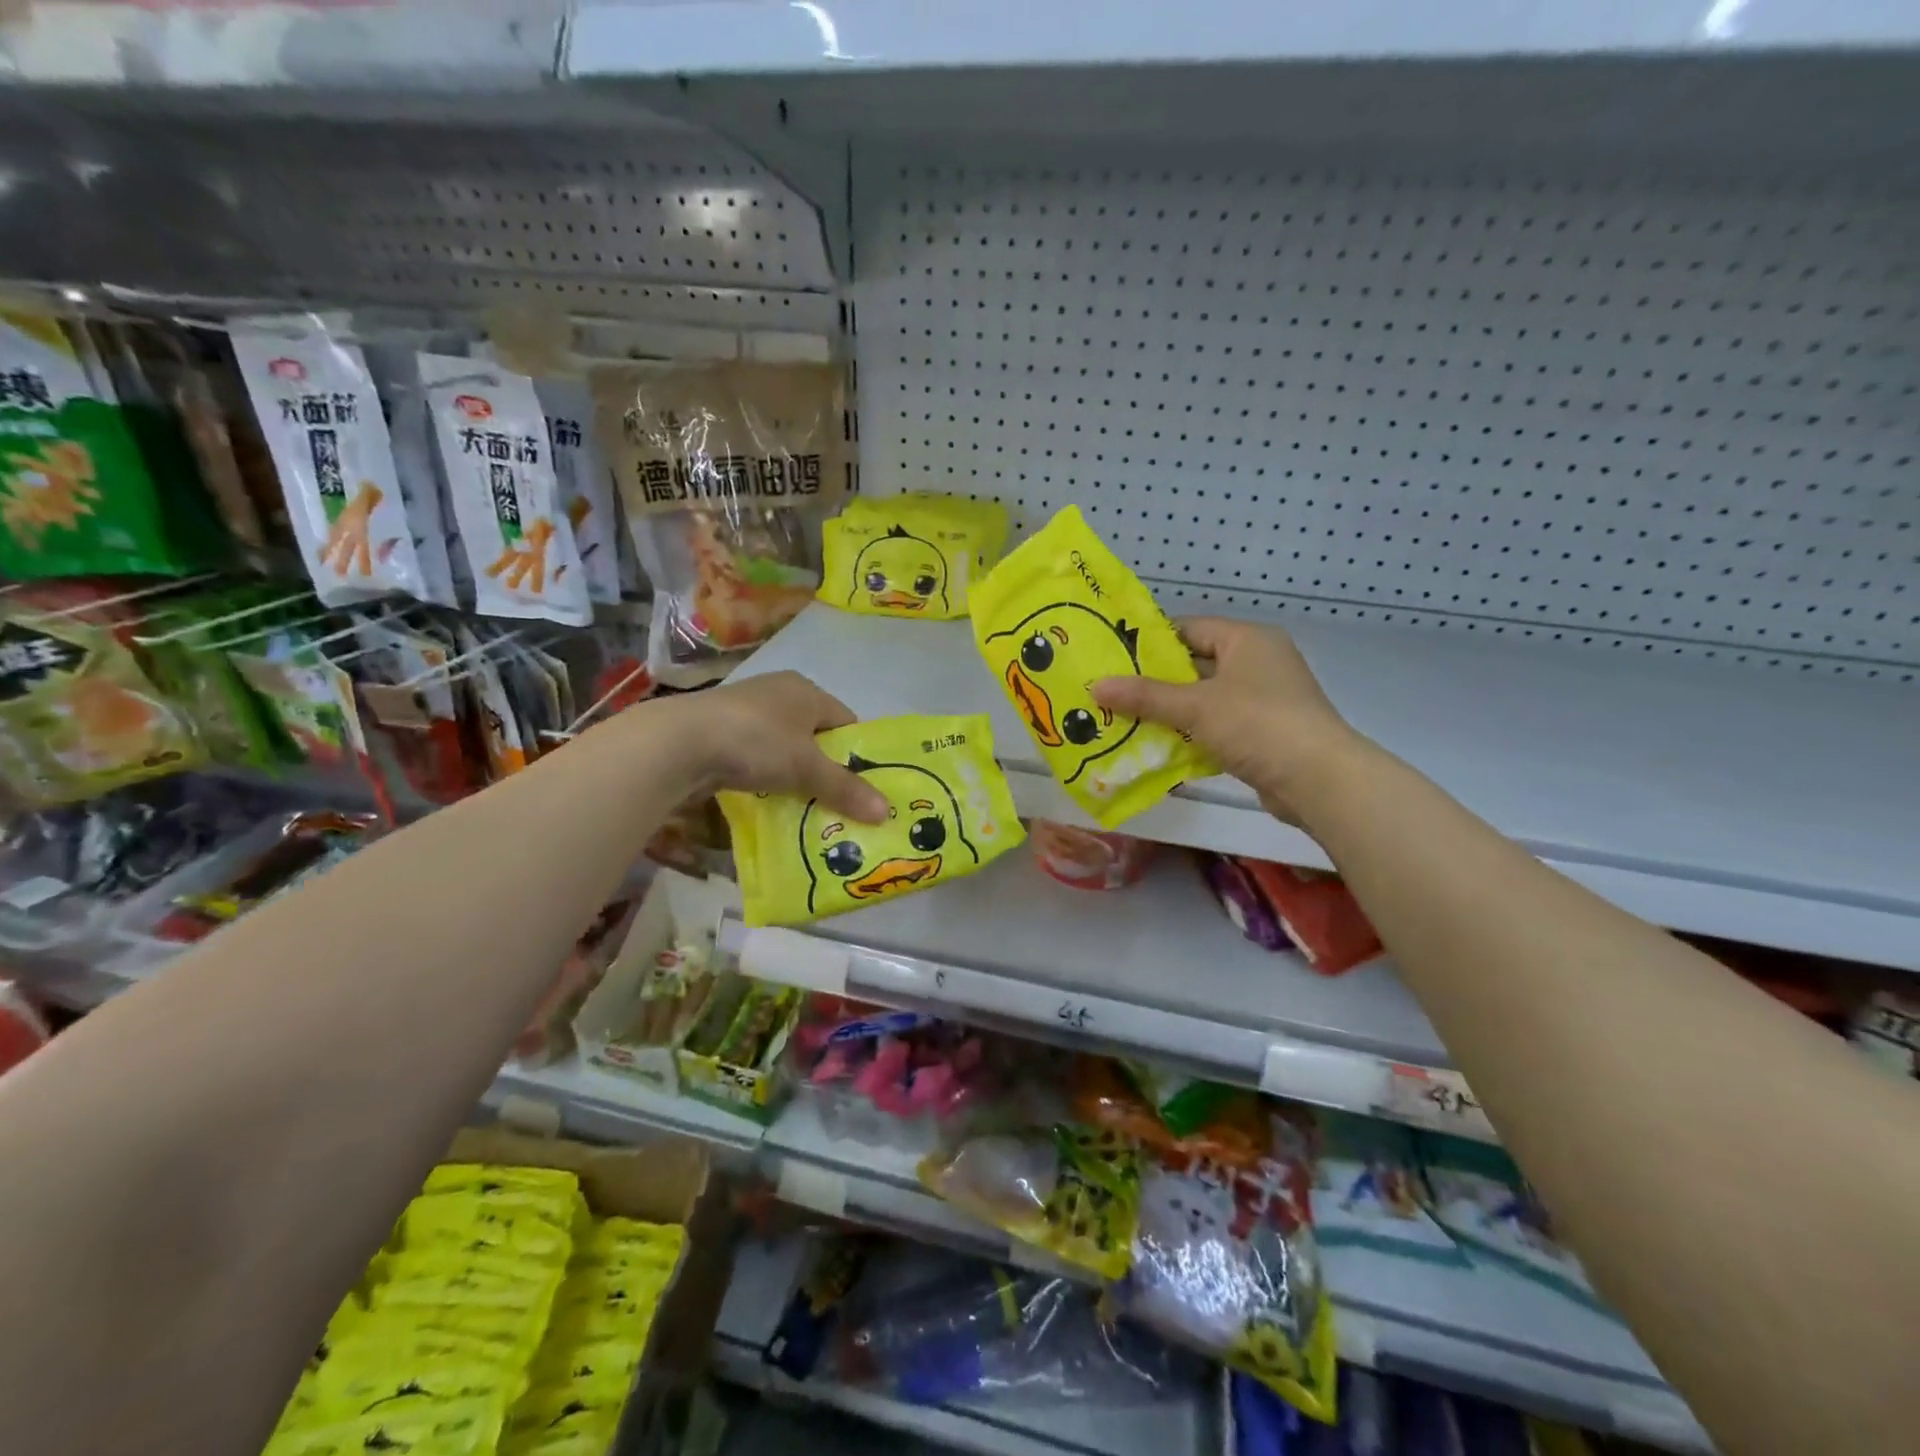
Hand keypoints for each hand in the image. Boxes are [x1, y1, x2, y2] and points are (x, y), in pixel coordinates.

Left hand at [664, 671, 887, 821]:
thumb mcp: (807, 769)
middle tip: (835, 802)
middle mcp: (777, 692)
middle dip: (824, 767)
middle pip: (814, 735)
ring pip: (783, 746)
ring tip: (801, 804)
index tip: (861, 786)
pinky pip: (755, 755)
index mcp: (806, 690)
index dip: (856, 753)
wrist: (678, 743)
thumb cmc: (756, 742)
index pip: (845, 721)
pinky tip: (763, 796)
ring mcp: (744, 710)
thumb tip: (887, 813)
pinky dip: (763, 775)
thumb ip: (845, 789)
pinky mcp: (718, 730)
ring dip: (792, 773)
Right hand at [1091, 617, 1361, 822]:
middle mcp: (1258, 662)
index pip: (1189, 628)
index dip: (1150, 642)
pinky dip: (1190, 735)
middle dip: (1154, 682)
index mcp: (1247, 640)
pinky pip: (1216, 726)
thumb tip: (1094, 685)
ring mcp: (1263, 700)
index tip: (1113, 657)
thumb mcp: (1195, 706)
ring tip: (1123, 721)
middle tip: (1111, 693)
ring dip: (1169, 712)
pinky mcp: (1263, 733)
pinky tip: (1156, 748)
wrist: (1319, 780)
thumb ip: (1145, 696)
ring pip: (1204, 699)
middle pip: (1194, 665)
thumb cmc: (1257, 724)